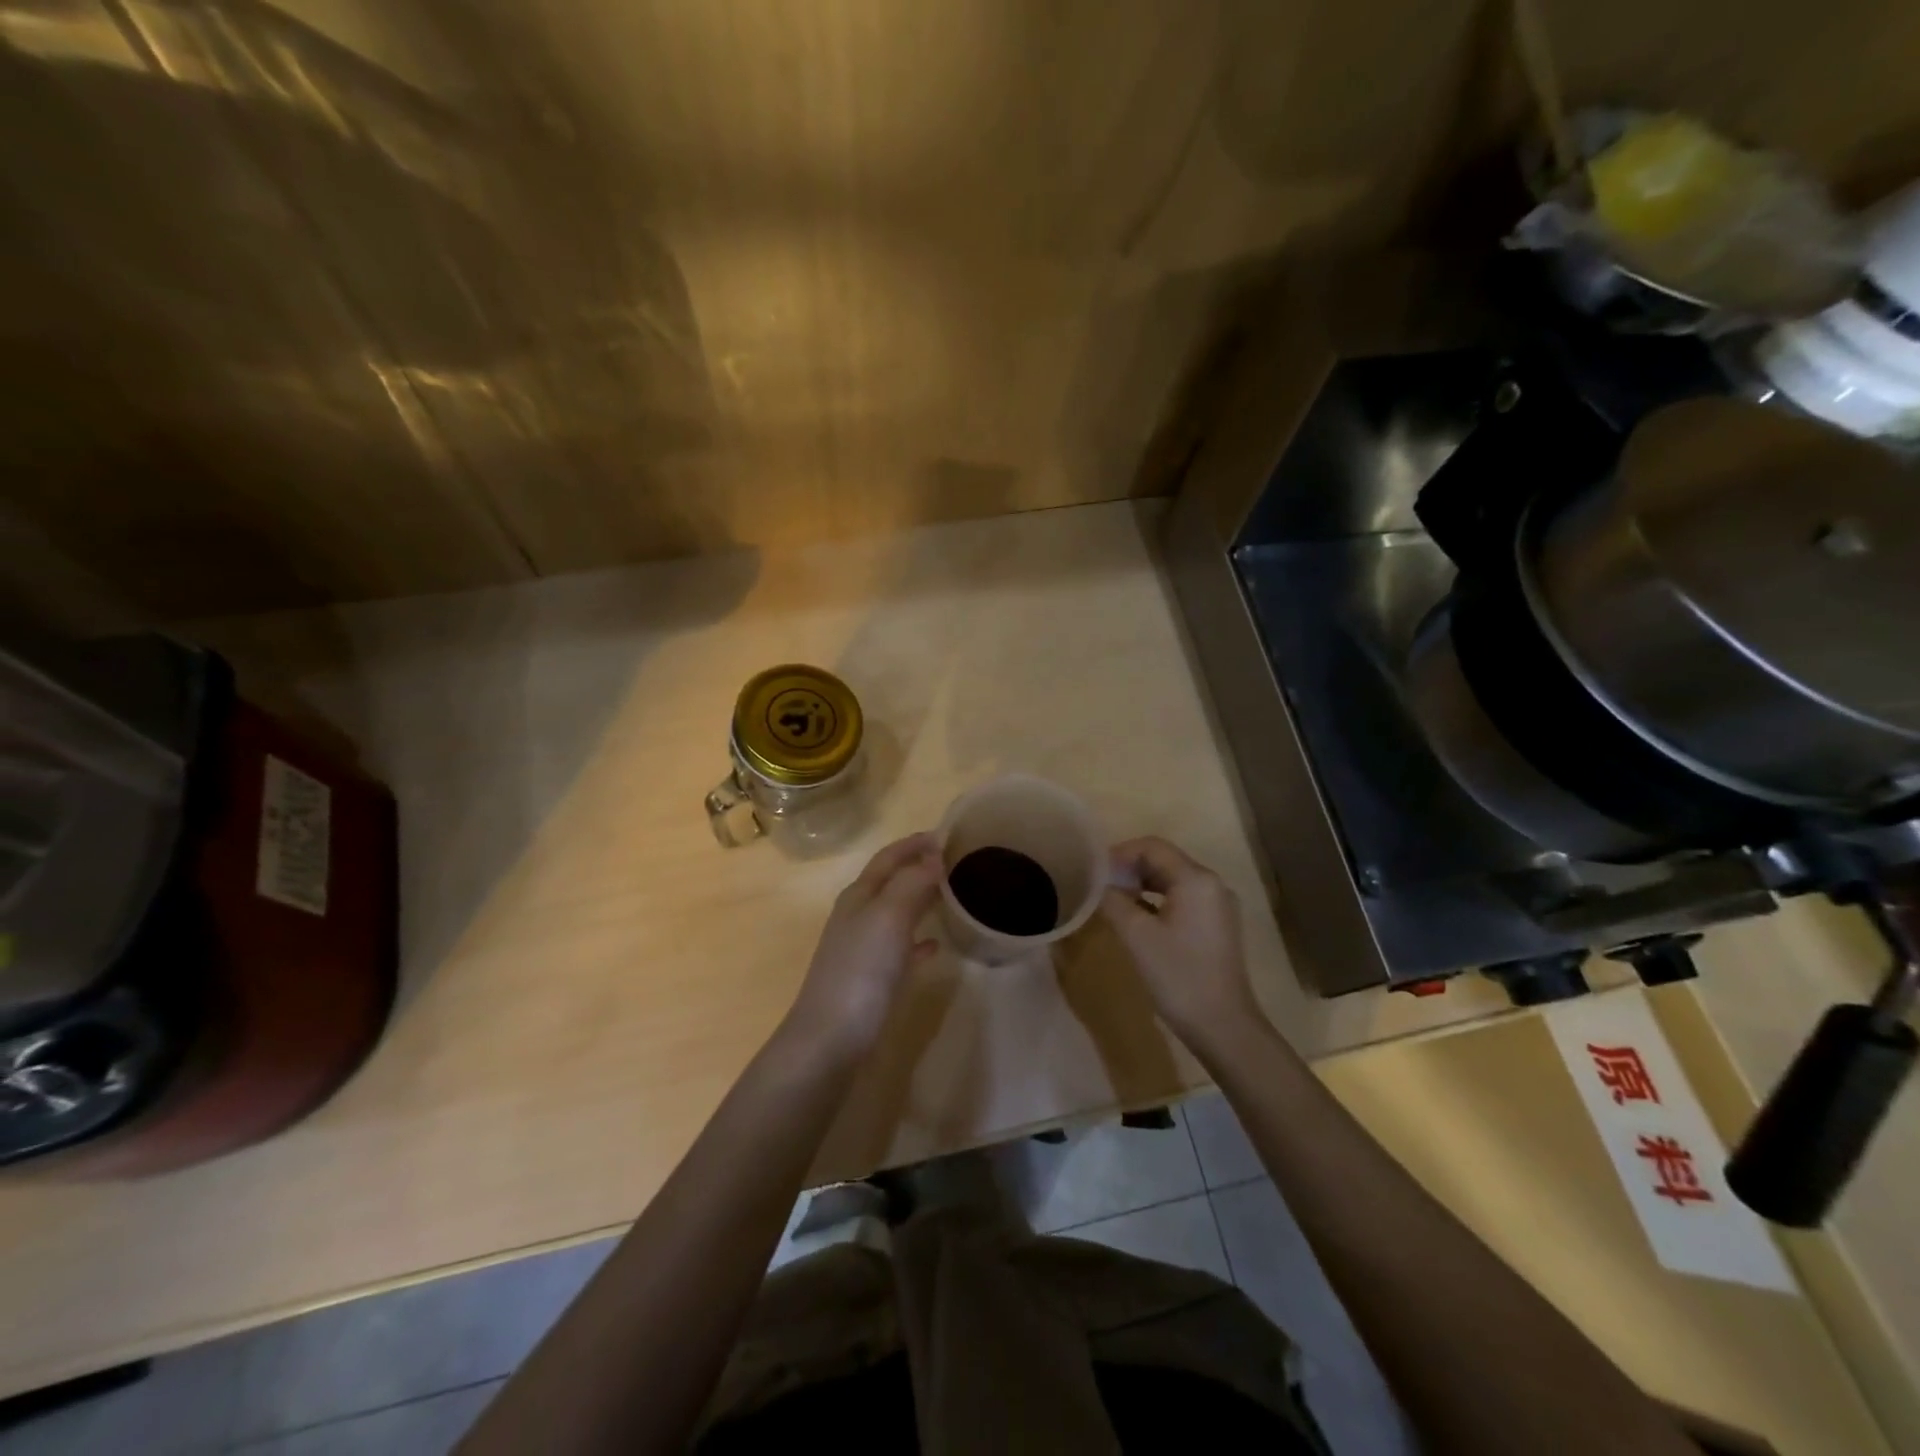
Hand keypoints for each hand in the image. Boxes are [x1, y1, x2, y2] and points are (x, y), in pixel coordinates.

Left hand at [786, 833, 942, 1052]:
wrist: (830, 1040)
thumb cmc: (861, 971)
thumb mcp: (888, 917)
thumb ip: (912, 883)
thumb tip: (935, 856)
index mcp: (860, 895)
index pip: (888, 857)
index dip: (914, 844)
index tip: (948, 835)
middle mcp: (858, 916)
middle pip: (891, 882)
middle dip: (920, 868)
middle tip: (958, 863)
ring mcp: (862, 949)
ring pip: (896, 913)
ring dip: (921, 900)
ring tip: (953, 897)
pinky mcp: (870, 980)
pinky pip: (899, 948)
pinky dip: (918, 940)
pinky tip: (936, 946)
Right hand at [1102, 836, 1260, 1049]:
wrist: (1223, 1026)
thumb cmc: (1178, 976)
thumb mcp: (1137, 935)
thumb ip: (1113, 900)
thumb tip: (1099, 883)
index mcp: (1196, 879)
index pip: (1152, 847)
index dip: (1120, 853)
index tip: (1094, 871)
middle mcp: (1212, 884)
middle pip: (1164, 860)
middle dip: (1130, 868)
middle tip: (1099, 886)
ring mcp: (1217, 906)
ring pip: (1173, 880)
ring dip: (1142, 884)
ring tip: (1113, 900)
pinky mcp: (1217, 926)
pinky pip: (1182, 899)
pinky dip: (1157, 900)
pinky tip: (1137, 918)